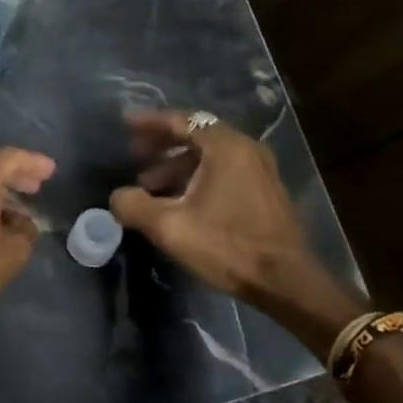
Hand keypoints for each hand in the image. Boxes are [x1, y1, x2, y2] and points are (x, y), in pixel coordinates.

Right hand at [109, 111, 361, 351]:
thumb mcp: (169, 226)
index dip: (150, 123)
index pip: (182, 121)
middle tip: (134, 157)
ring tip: (150, 187)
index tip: (125, 125)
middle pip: (196, 136)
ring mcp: (260, 170)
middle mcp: (246, 149)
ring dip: (177, 166)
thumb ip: (134, 205)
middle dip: (161, 146)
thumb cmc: (226, 246)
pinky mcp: (265, 192)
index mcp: (225, 147)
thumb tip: (117, 196)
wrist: (285, 281)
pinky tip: (179, 202)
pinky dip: (197, 177)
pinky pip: (223, 172)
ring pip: (210, 157)